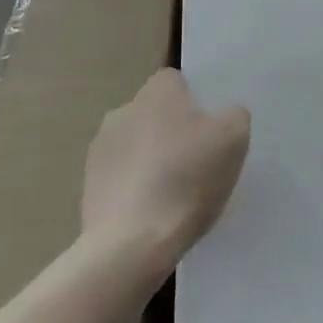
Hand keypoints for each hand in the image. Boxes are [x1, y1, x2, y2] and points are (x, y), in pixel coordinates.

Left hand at [80, 69, 249, 276]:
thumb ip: (234, 115)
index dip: (193, 101)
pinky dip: (134, 188)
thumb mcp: (234, 139)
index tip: (208, 128)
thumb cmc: (187, 179)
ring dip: (151, 159)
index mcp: (157, 92)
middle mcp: (123, 110)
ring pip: (135, 145)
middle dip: (172, 131)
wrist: (132, 242)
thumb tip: (224, 114)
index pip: (175, 80)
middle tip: (196, 163)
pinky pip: (120, 176)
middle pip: (154, 113)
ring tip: (173, 194)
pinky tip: (151, 213)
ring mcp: (100, 148)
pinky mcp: (88, 184)